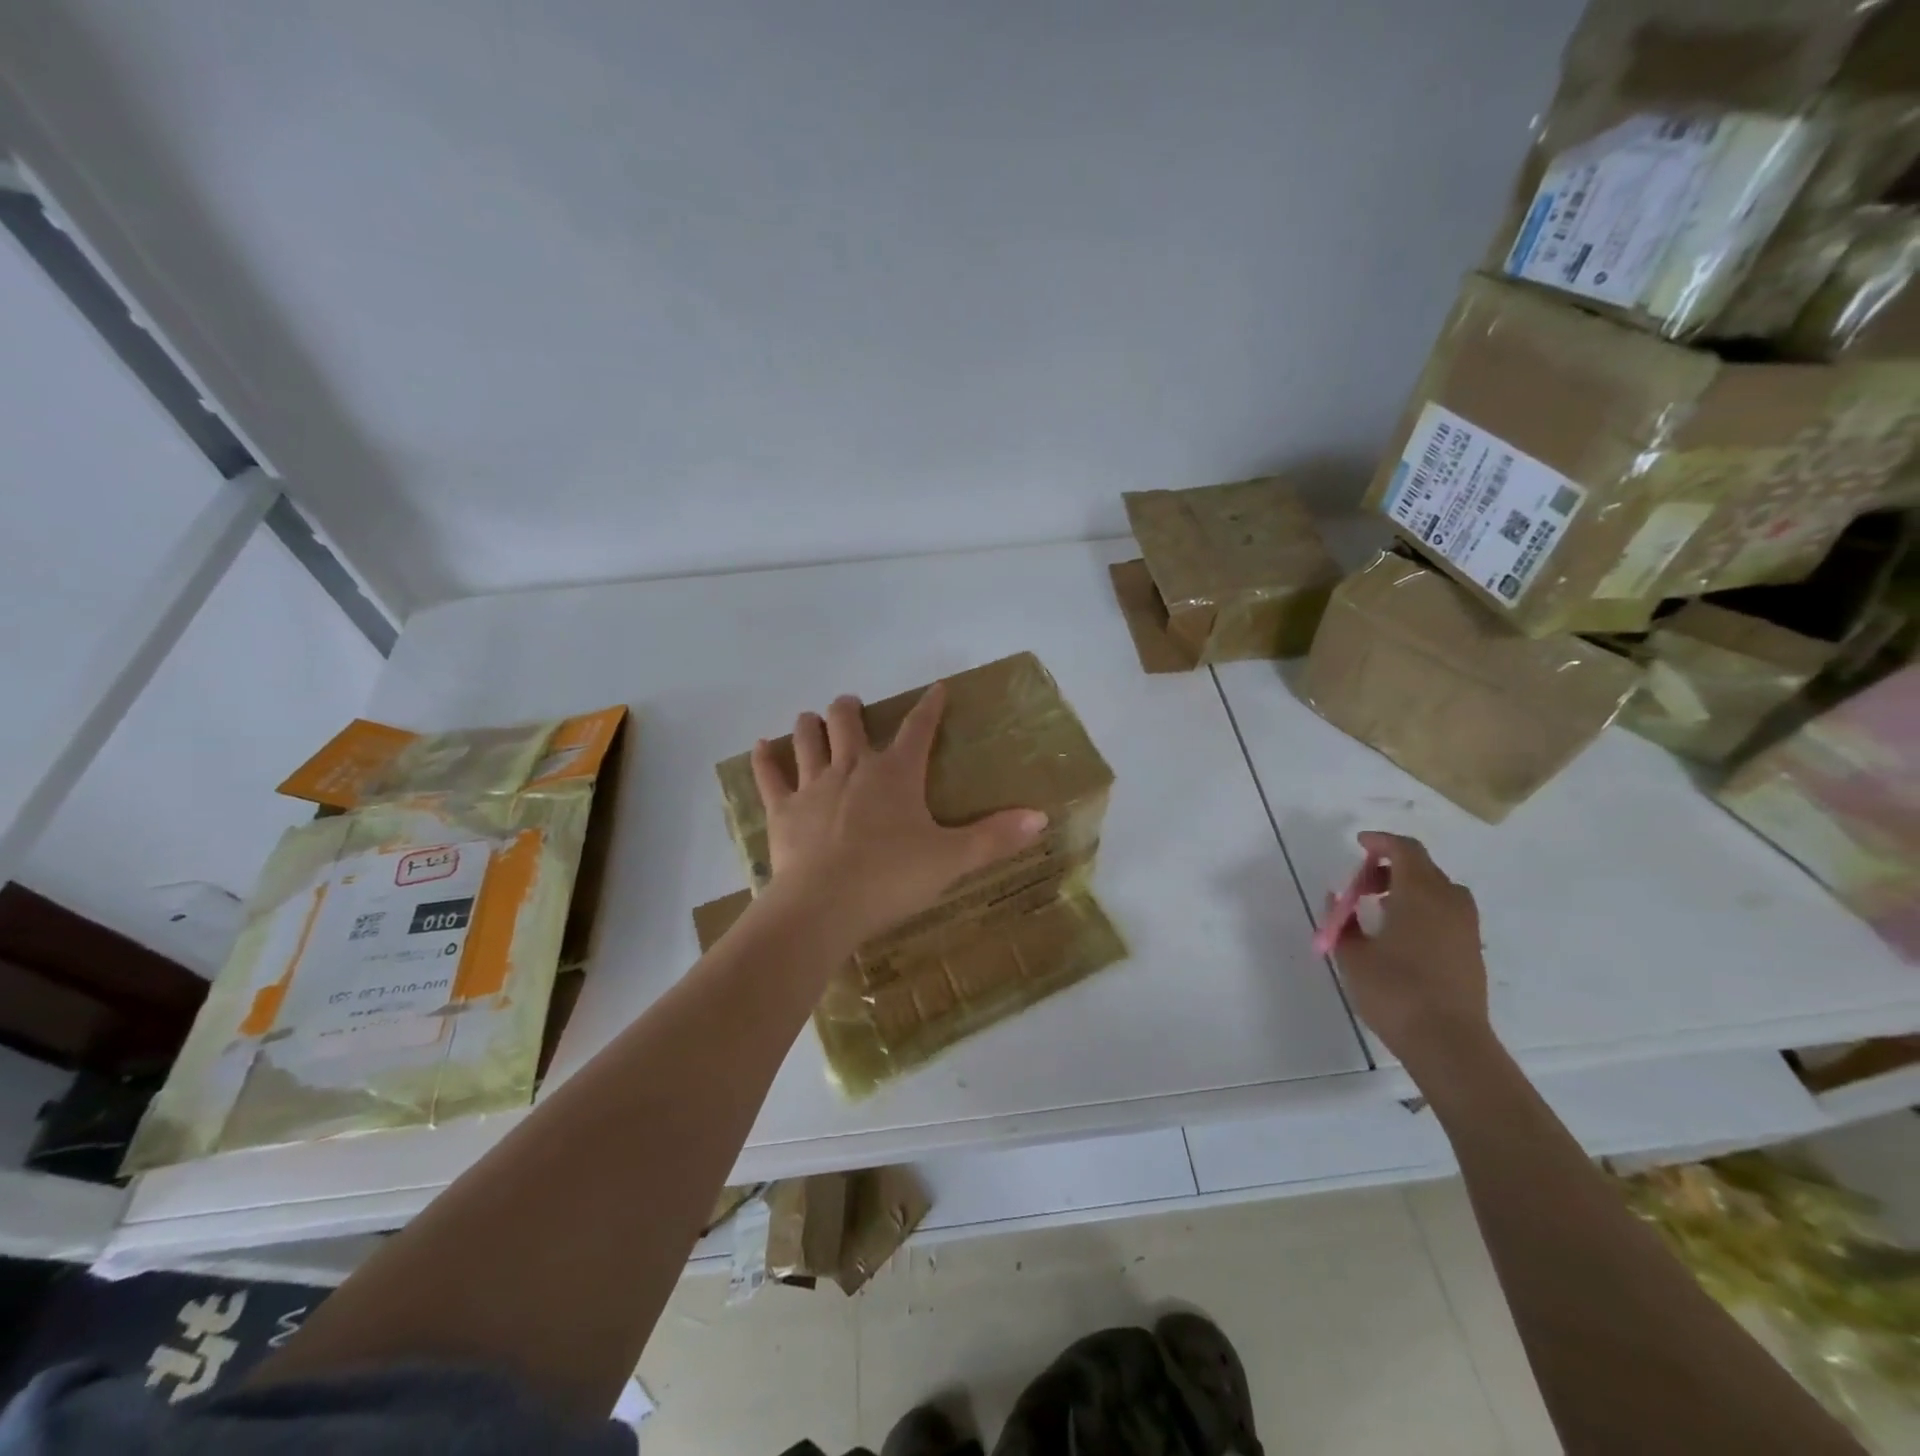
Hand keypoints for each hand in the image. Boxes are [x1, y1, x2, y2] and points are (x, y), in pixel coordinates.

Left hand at [750, 683, 1048, 946]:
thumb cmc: (892, 879)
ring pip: (808, 738)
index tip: (936, 689)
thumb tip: (1041, 817)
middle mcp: (853, 768)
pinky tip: (761, 745)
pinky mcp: (782, 809)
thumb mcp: (952, 859)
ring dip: (811, 724)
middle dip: (851, 709)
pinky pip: (768, 774)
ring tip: (813, 718)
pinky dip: (764, 757)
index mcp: (896, 774)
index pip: (918, 729)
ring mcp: (813, 785)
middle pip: (848, 723)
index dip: (930, 707)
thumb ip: (995, 838)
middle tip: (851, 706)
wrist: (824, 906)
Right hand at [1327, 832, 1490, 1063]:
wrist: (1448, 1043)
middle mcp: (1449, 902)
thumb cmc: (1394, 990)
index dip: (1381, 842)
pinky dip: (1423, 908)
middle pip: (1422, 867)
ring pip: (1438, 890)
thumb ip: (1341, 921)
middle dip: (1390, 867)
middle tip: (1361, 885)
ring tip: (1379, 909)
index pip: (1405, 849)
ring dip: (1408, 888)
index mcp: (1420, 893)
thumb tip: (1337, 899)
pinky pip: (1446, 912)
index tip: (1358, 845)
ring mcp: (1466, 927)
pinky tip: (1400, 934)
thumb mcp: (1351, 954)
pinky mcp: (1471, 950)